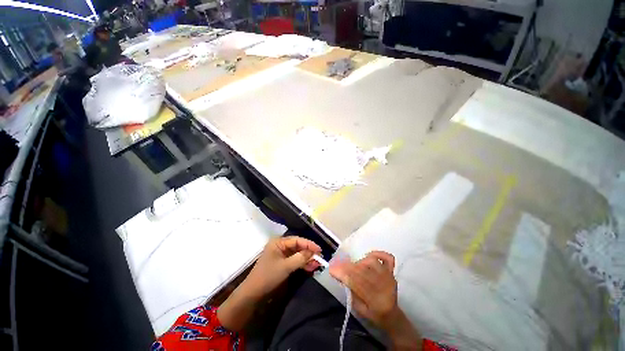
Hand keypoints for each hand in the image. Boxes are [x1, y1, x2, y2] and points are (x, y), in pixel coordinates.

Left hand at [241, 236, 321, 299]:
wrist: (253, 293)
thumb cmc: (268, 276)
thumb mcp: (286, 266)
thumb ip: (300, 258)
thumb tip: (313, 252)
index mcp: (279, 242)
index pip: (297, 240)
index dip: (309, 244)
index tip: (319, 250)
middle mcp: (280, 245)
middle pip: (298, 246)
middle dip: (309, 252)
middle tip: (319, 258)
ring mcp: (281, 254)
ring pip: (297, 254)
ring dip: (306, 259)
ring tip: (317, 264)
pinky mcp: (282, 262)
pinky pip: (294, 260)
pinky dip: (302, 263)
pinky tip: (310, 267)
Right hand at [330, 251, 421, 349]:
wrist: (391, 314)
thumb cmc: (373, 312)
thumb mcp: (358, 309)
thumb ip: (350, 293)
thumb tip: (341, 276)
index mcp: (374, 300)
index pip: (355, 282)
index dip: (342, 274)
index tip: (331, 269)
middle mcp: (383, 286)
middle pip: (362, 271)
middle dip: (347, 266)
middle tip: (337, 265)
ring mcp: (389, 276)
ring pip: (373, 262)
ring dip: (360, 262)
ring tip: (355, 266)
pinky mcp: (392, 271)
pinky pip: (388, 258)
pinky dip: (378, 253)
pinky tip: (369, 256)